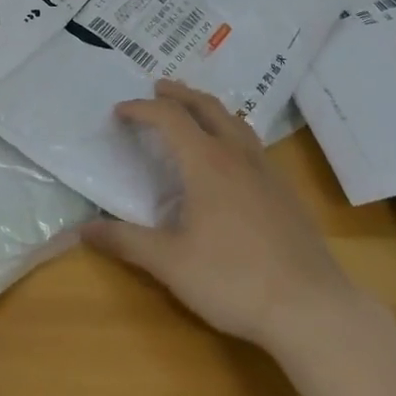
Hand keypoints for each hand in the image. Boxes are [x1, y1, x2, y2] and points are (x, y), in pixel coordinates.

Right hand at [88, 79, 357, 350]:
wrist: (311, 307)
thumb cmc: (233, 280)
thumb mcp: (170, 263)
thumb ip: (126, 241)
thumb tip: (84, 229)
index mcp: (207, 163)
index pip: (170, 118)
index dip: (142, 109)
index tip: (120, 112)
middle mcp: (238, 156)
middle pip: (207, 107)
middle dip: (180, 94)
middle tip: (158, 88)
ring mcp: (267, 171)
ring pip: (236, 122)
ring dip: (209, 108)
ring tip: (194, 112)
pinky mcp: (285, 191)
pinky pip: (253, 144)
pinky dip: (231, 132)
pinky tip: (231, 158)